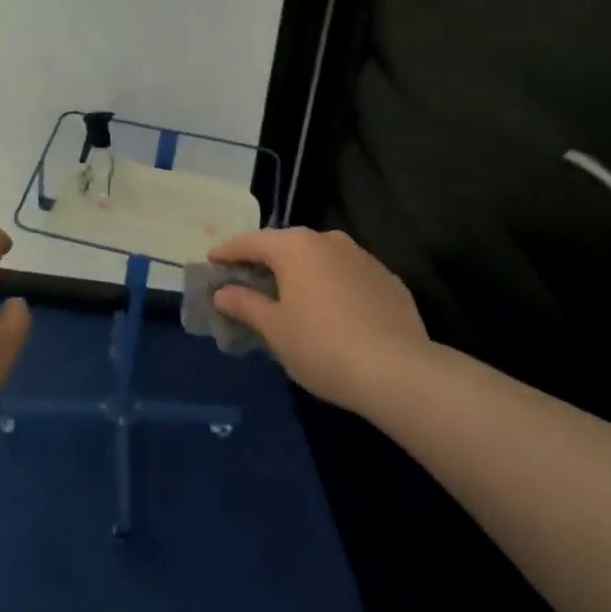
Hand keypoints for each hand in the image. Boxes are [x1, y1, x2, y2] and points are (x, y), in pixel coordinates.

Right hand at [208, 227, 428, 413]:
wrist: (398, 371)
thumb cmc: (322, 346)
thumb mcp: (274, 329)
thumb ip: (245, 304)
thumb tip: (223, 292)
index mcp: (295, 247)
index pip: (251, 241)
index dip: (228, 251)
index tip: (212, 260)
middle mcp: (328, 240)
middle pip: (286, 245)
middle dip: (265, 260)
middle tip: (247, 279)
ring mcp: (362, 257)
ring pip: (320, 258)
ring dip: (300, 272)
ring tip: (289, 296)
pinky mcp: (387, 279)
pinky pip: (347, 275)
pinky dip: (330, 285)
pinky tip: (329, 310)